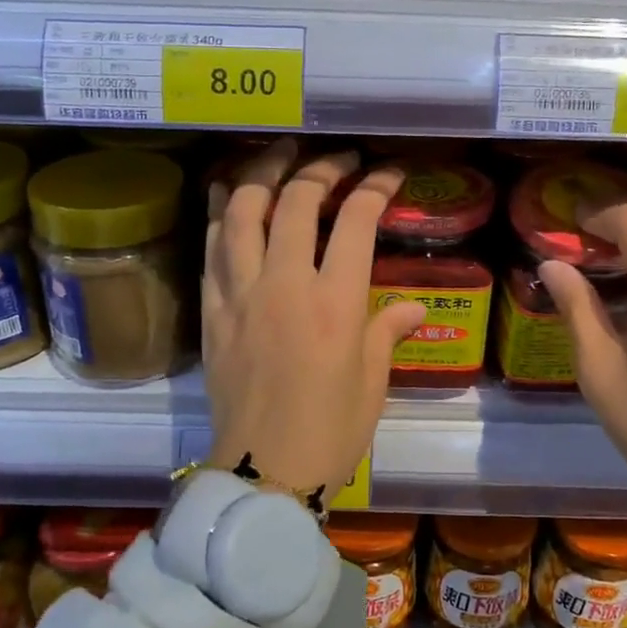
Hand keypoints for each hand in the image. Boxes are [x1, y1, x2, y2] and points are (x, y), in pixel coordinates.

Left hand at [201, 140, 427, 502]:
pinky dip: (218, 213)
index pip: (356, 221)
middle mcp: (285, 285)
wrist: (264, 472)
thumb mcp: (372, 381)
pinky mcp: (212, 311)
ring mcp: (241, 295)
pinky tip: (224, 193)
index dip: (375, 187)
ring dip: (261, 174)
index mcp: (335, 303)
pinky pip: (211, 248)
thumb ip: (389, 330)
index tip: (388, 174)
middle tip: (338, 160)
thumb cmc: (331, 430)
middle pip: (297, 202)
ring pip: (241, 212)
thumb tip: (415, 306)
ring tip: (279, 156)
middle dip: (321, 169)